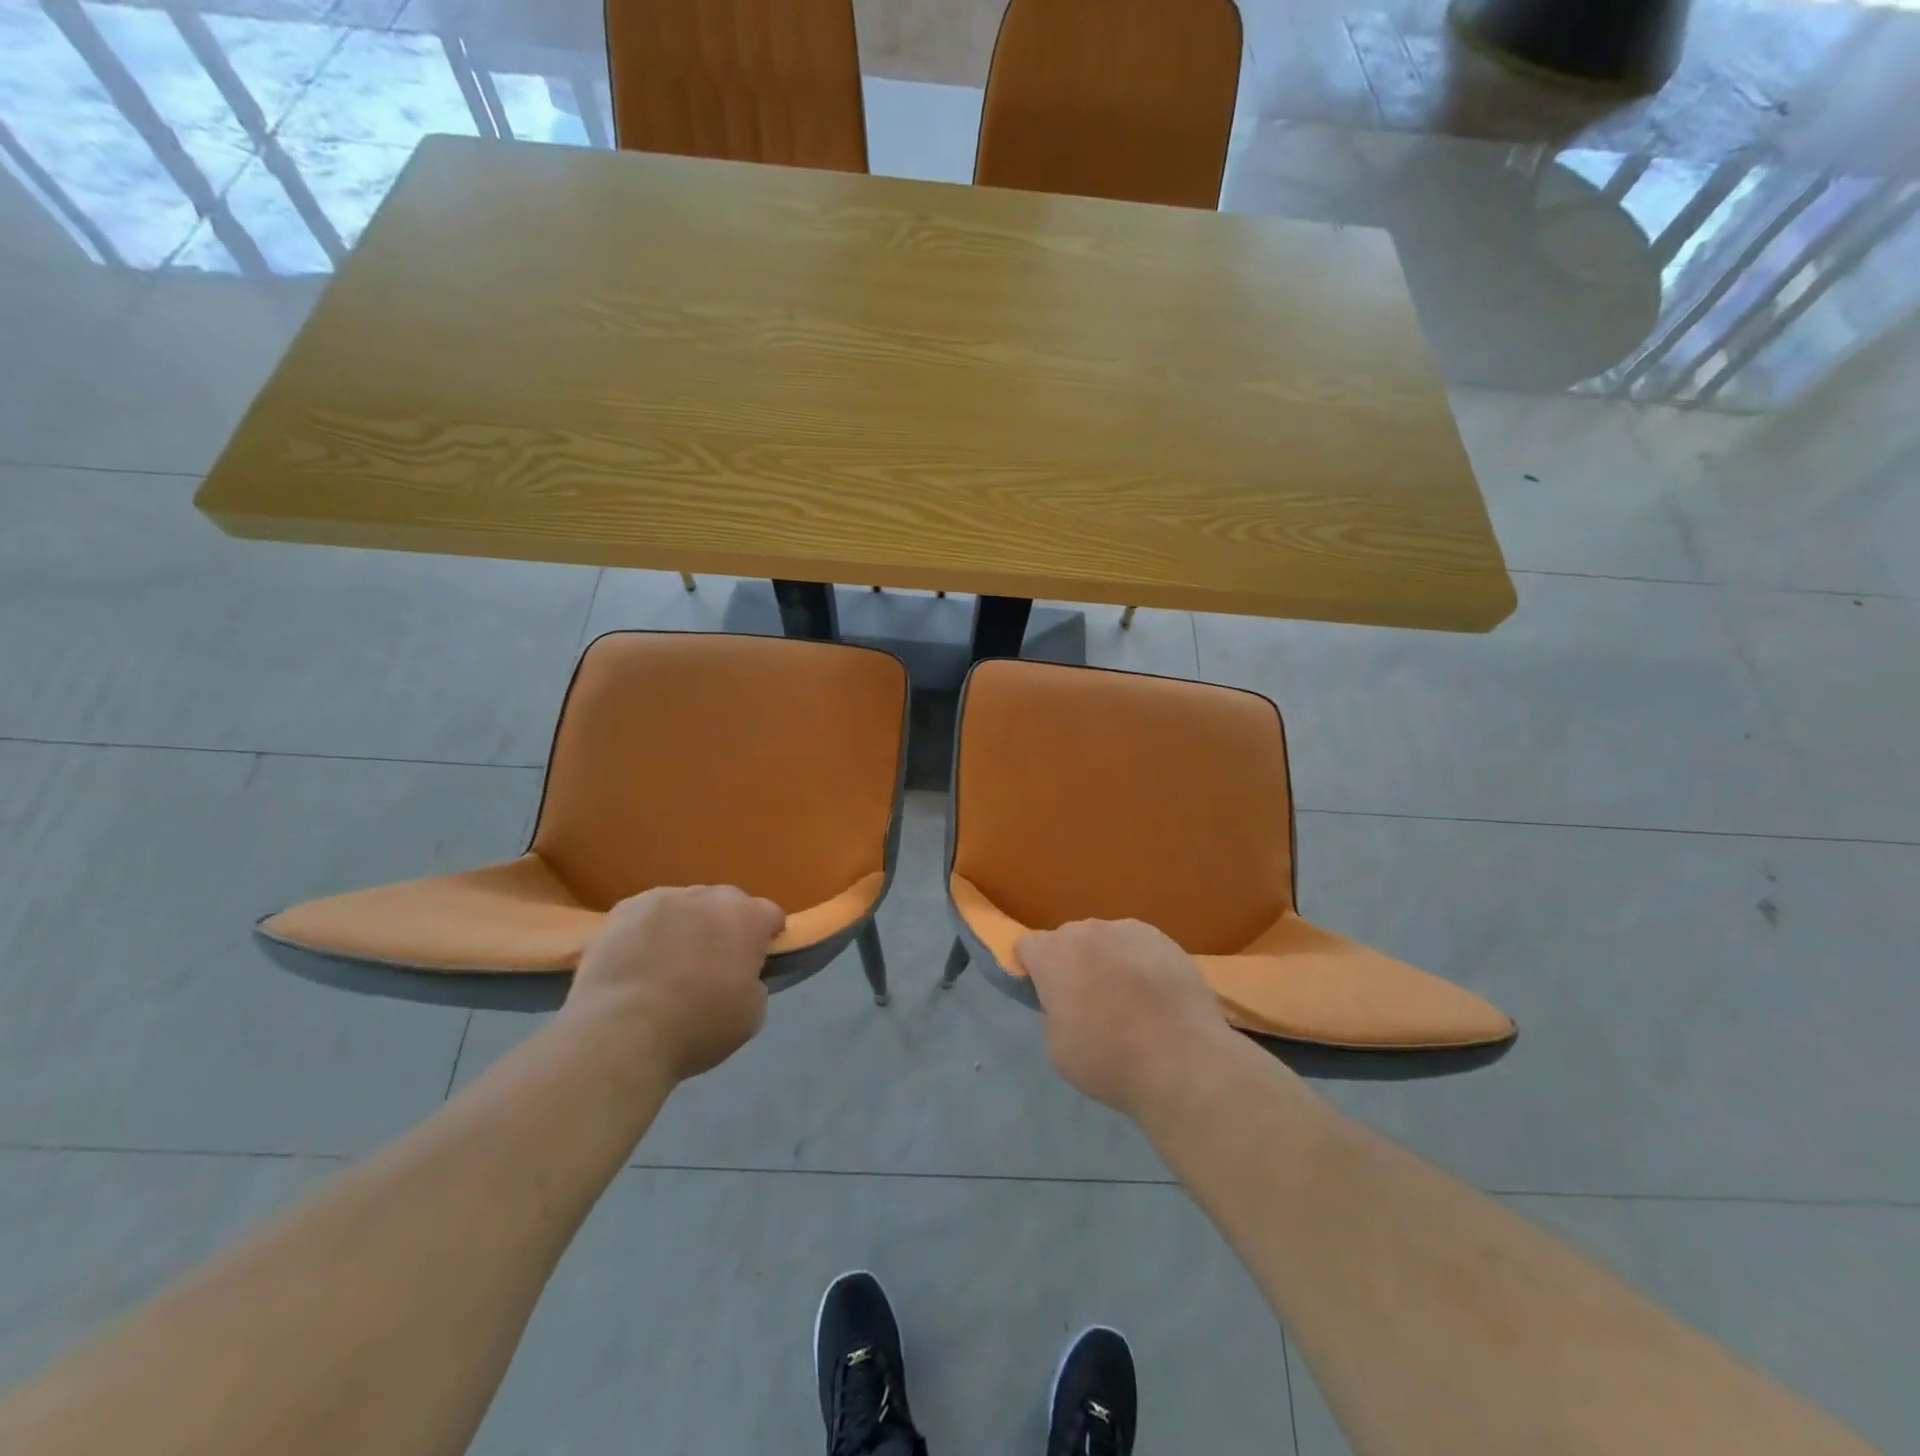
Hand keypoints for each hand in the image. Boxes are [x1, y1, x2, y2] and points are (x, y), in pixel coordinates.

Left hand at [563, 886, 785, 1081]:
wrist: (619, 1033)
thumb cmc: (696, 1027)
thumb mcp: (751, 1015)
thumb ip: (754, 983)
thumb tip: (741, 975)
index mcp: (747, 918)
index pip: (770, 915)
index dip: (767, 937)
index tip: (757, 961)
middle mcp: (709, 897)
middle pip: (728, 902)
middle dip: (727, 925)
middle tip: (714, 962)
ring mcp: (664, 898)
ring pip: (686, 904)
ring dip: (687, 924)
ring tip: (670, 961)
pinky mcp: (624, 909)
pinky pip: (648, 913)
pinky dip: (649, 930)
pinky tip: (638, 959)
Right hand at [1017, 919, 1233, 1118]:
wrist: (1182, 1061)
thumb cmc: (1108, 1060)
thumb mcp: (1057, 1045)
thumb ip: (1054, 1010)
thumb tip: (1069, 1001)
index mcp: (1053, 954)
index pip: (1027, 946)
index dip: (1033, 969)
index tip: (1046, 996)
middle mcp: (1087, 931)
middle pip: (1069, 940)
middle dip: (1072, 963)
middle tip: (1089, 1001)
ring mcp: (1129, 930)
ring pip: (1106, 940)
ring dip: (1108, 960)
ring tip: (1129, 999)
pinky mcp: (1165, 939)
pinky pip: (1139, 946)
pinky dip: (1140, 963)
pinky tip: (1156, 996)